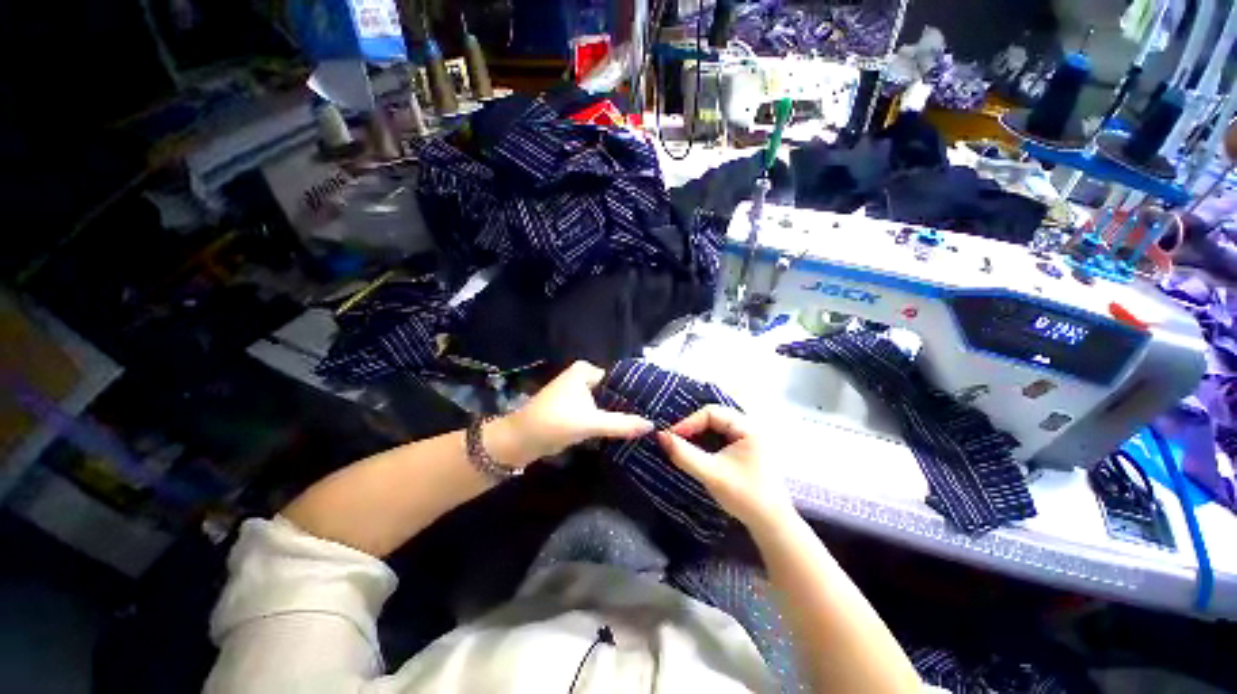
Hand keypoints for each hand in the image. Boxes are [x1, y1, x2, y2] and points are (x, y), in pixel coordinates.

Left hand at [490, 361, 653, 466]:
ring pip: (605, 403)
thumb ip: (622, 423)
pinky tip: (623, 430)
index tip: (654, 406)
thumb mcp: (590, 423)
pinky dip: (606, 420)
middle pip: (612, 391)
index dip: (635, 393)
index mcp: (585, 371)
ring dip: (618, 414)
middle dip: (628, 405)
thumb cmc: (554, 423)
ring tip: (642, 425)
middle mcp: (582, 377)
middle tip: (651, 418)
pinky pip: (596, 412)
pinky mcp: (573, 409)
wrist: (520, 441)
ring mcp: (577, 393)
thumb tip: (652, 425)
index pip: (619, 379)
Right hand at [657, 405, 795, 528]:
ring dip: (697, 434)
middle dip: (692, 427)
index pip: (711, 413)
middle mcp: (750, 427)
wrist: (772, 526)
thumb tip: (660, 436)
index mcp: (748, 427)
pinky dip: (705, 442)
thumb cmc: (745, 497)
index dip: (688, 422)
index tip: (670, 437)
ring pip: (716, 427)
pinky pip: (720, 437)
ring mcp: (748, 438)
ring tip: (681, 445)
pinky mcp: (745, 449)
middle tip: (674, 440)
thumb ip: (684, 454)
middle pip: (713, 417)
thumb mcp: (711, 474)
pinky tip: (695, 452)